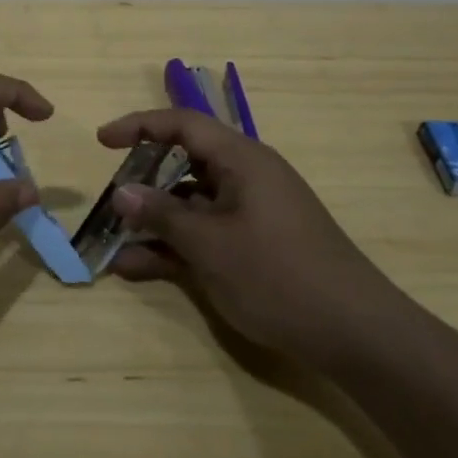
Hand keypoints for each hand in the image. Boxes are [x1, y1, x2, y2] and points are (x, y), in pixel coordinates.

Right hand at [99, 108, 401, 362]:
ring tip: (113, 244)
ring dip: (154, 222)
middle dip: (143, 181)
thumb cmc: (278, 275)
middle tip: (109, 202)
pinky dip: (175, 246)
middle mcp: (247, 178)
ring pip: (191, 204)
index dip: (139, 126)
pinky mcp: (255, 246)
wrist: (355, 333)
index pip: (183, 124)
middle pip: (185, 163)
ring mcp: (251, 214)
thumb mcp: (210, 245)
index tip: (102, 142)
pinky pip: (205, 234)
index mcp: (242, 160)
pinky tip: (137, 268)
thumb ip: (162, 215)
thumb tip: (120, 192)